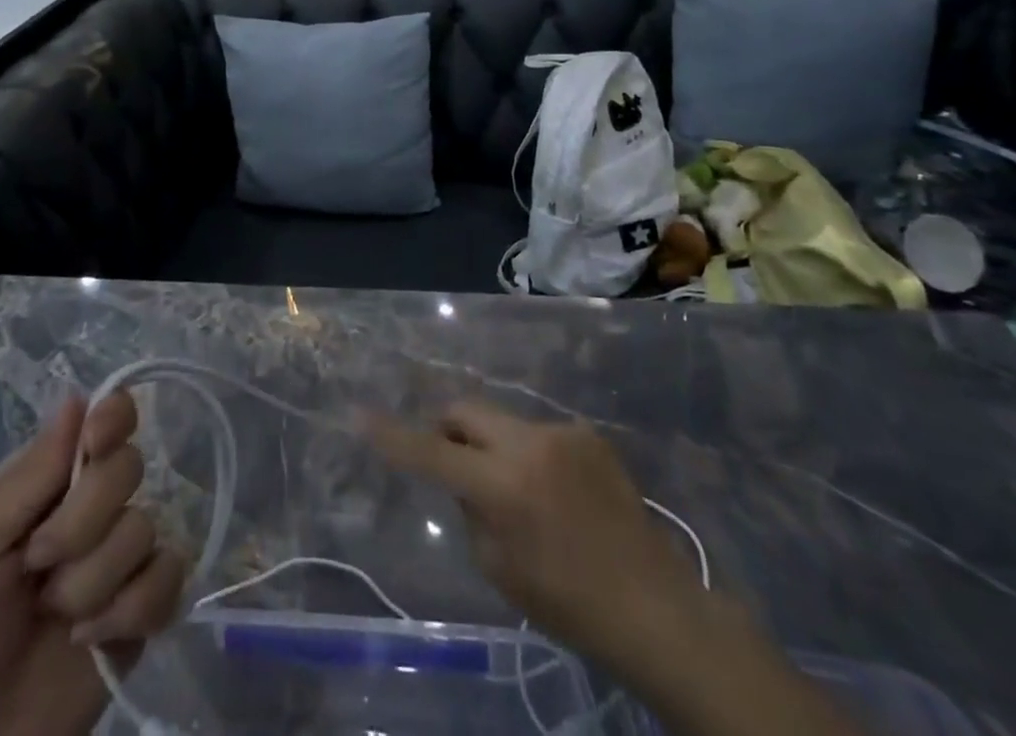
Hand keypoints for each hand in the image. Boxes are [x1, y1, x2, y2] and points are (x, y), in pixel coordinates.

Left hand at [0, 392, 187, 735]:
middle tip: (38, 564)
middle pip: (127, 468)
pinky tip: (93, 639)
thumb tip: (77, 394)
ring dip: (93, 580)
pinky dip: (131, 609)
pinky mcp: (145, 609)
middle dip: (83, 522)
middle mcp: (90, 509)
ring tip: (56, 618)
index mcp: (49, 484)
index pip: (104, 421)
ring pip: (144, 526)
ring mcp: (120, 559)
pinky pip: (169, 575)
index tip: (98, 440)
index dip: (113, 418)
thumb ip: (29, 473)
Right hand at [364, 401, 700, 655]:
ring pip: (502, 422)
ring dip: (494, 446)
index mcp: (502, 486)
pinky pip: (538, 434)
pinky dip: (530, 455)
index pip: (432, 453)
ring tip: (521, 493)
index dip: (394, 436)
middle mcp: (528, 444)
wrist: (654, 606)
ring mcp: (561, 432)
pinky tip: (557, 493)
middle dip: (449, 429)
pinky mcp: (587, 433)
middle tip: (454, 462)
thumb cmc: (568, 603)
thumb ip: (469, 508)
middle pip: (465, 410)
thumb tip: (461, 474)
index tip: (361, 415)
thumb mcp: (498, 567)